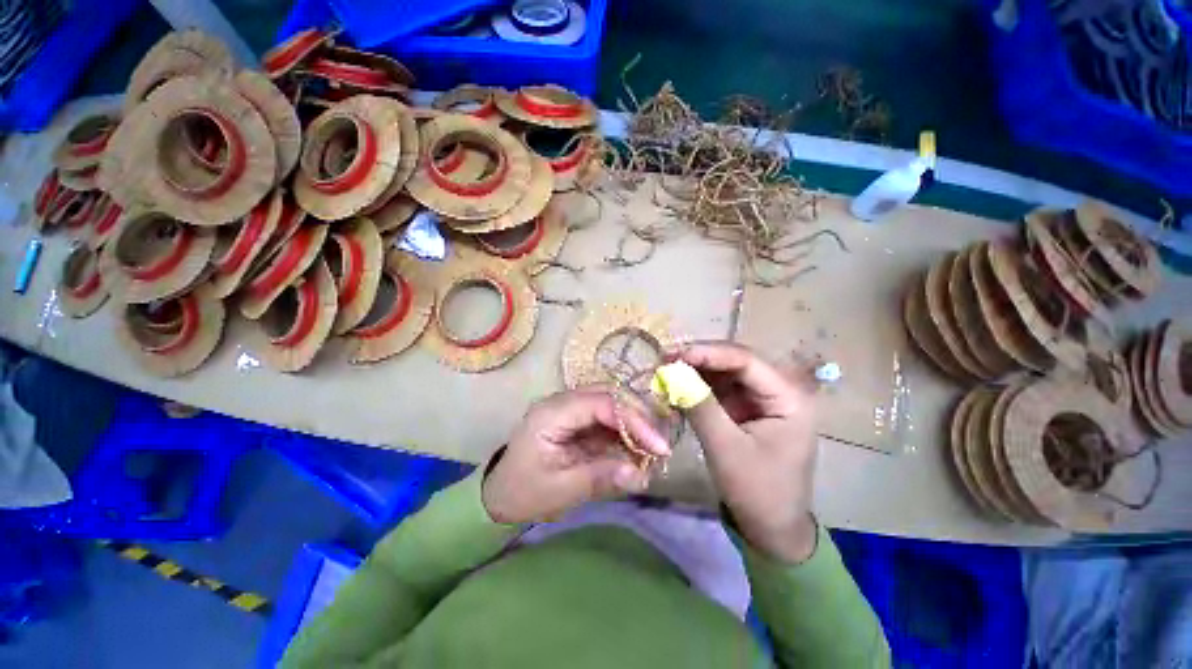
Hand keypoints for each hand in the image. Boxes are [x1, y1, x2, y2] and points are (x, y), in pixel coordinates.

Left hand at [482, 389, 670, 523]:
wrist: (500, 494)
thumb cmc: (524, 492)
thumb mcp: (560, 490)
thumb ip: (599, 477)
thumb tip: (640, 474)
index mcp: (552, 413)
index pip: (601, 404)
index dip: (633, 421)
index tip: (659, 446)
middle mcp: (562, 402)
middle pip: (608, 396)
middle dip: (637, 418)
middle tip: (658, 446)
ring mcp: (569, 409)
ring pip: (610, 404)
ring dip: (633, 424)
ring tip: (651, 449)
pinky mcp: (576, 420)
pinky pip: (605, 418)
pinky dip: (623, 432)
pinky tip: (635, 450)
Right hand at [677, 342, 819, 562]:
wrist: (772, 529)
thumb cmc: (757, 491)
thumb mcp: (726, 448)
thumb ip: (700, 407)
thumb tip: (672, 373)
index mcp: (789, 398)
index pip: (746, 361)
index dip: (709, 353)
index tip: (675, 354)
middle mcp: (778, 390)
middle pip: (735, 362)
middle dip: (700, 359)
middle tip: (666, 359)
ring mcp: (761, 399)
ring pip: (725, 373)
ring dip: (696, 371)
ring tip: (667, 370)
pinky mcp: (746, 409)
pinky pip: (720, 389)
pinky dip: (698, 387)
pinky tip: (678, 386)